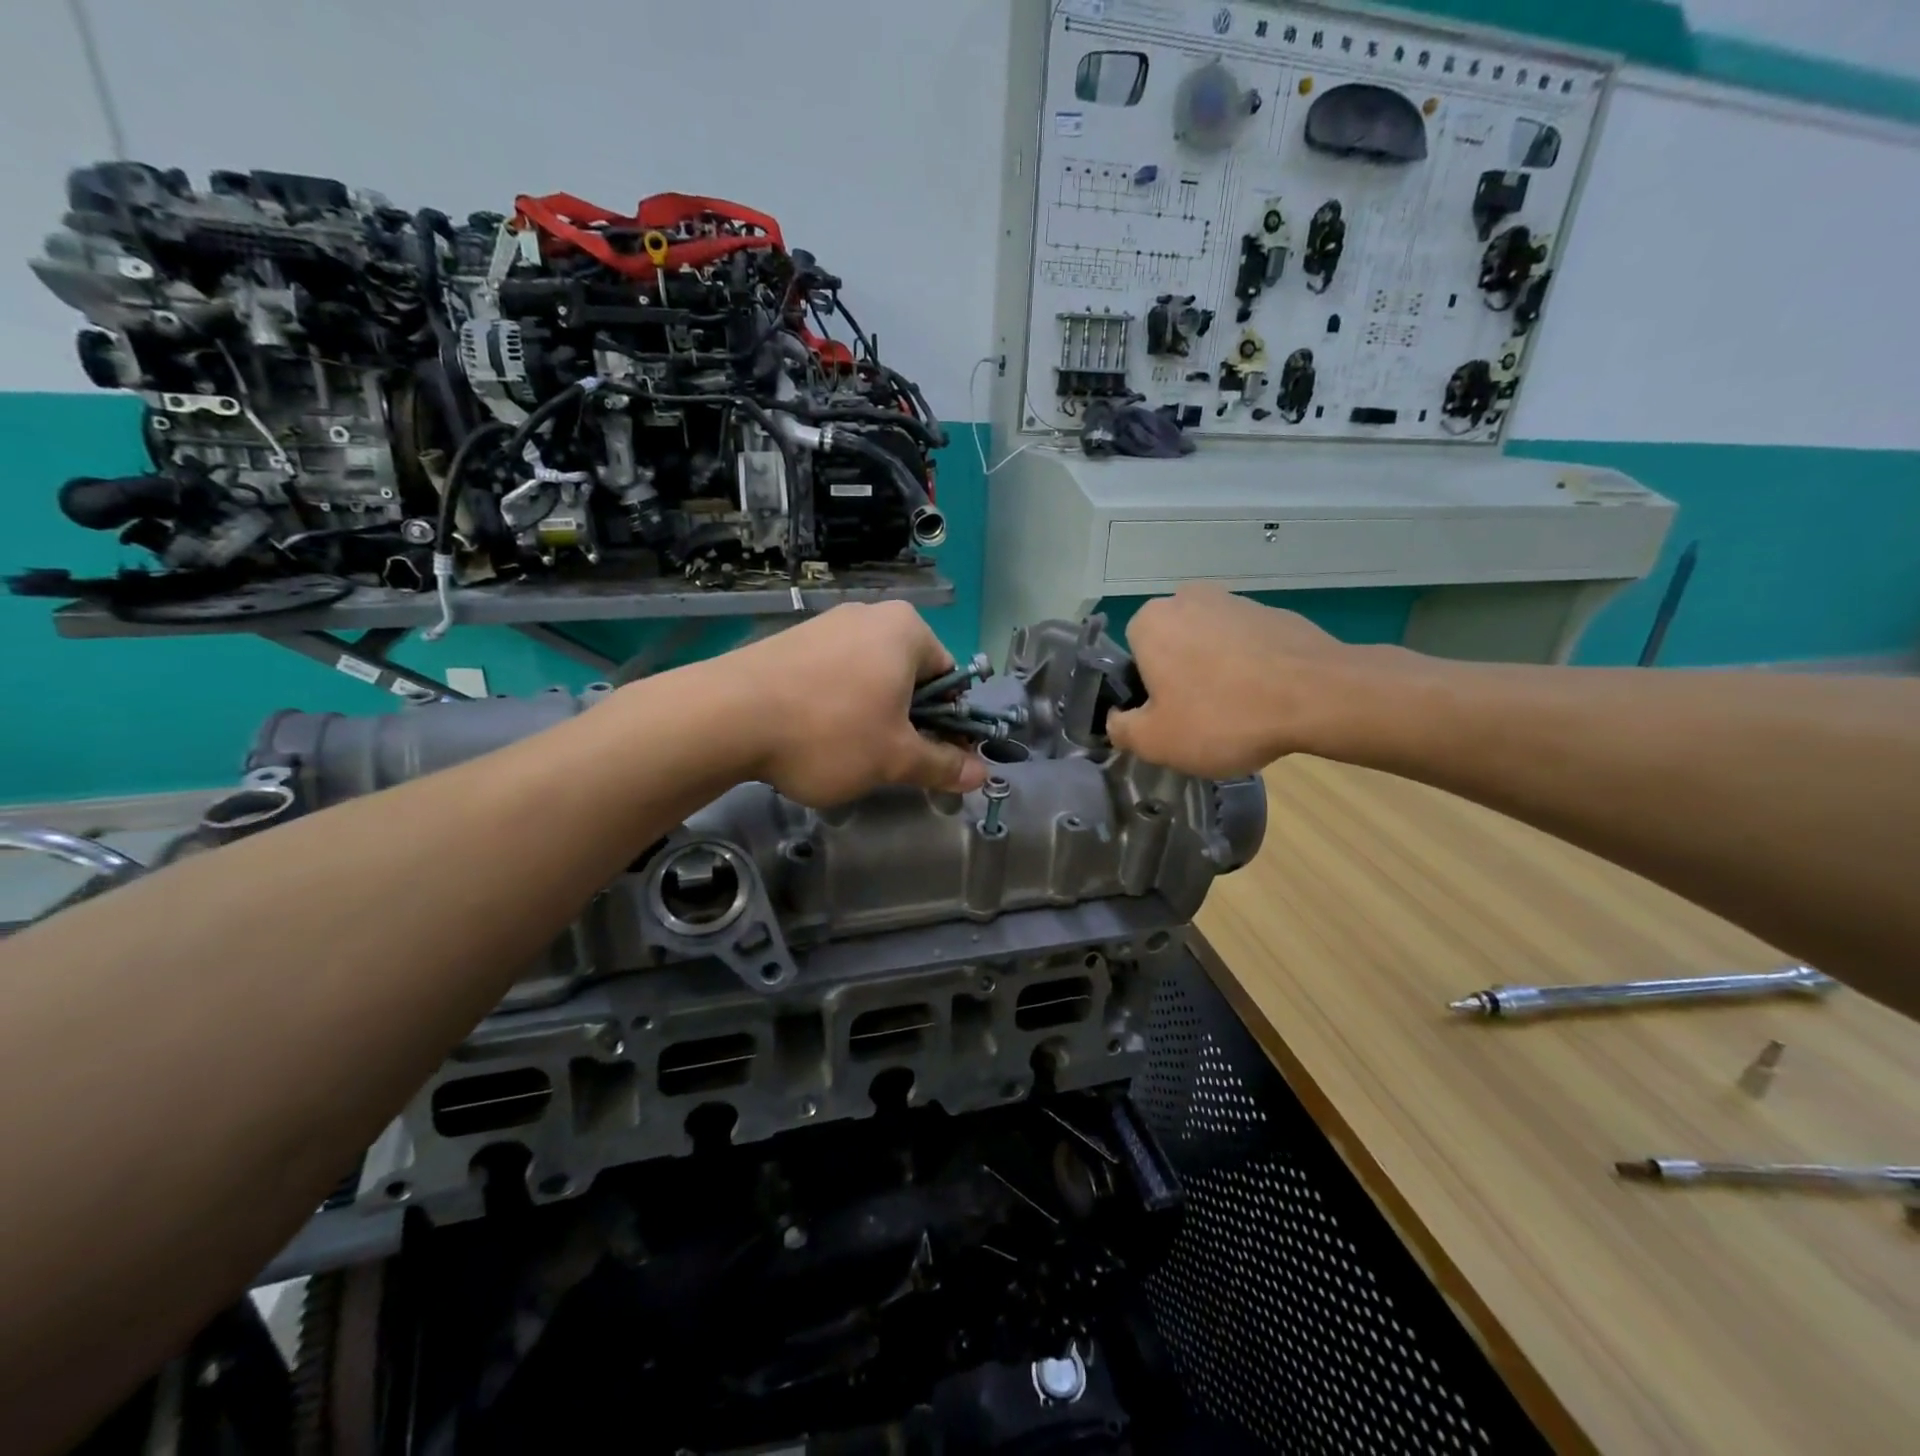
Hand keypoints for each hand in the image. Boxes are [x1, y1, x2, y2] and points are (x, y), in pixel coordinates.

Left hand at [719, 602, 988, 805]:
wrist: (725, 717)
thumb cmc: (828, 731)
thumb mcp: (895, 758)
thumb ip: (942, 764)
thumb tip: (980, 774)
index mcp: (906, 630)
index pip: (950, 679)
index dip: (948, 724)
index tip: (931, 758)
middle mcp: (869, 616)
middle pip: (909, 678)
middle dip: (906, 721)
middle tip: (887, 761)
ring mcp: (825, 625)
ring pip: (869, 679)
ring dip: (871, 717)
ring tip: (845, 753)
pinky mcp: (790, 642)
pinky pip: (832, 677)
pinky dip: (835, 706)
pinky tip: (813, 736)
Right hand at [1107, 585, 1380, 776]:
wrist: (1320, 696)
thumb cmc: (1223, 717)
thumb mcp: (1155, 741)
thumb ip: (1121, 729)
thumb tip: (1117, 719)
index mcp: (1150, 621)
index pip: (1131, 658)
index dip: (1146, 693)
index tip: (1169, 719)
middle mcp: (1187, 598)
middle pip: (1170, 648)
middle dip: (1179, 678)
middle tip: (1201, 718)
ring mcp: (1235, 601)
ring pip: (1208, 644)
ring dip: (1214, 672)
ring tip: (1238, 712)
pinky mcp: (1275, 613)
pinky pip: (1246, 645)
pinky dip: (1249, 668)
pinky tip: (1266, 698)